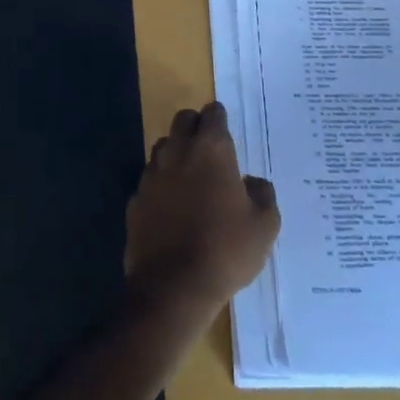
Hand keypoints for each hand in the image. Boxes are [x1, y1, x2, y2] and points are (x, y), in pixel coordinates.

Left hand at [127, 102, 280, 317]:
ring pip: (163, 147)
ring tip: (190, 177)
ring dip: (176, 153)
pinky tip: (171, 207)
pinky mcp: (135, 198)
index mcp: (211, 150)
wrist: (173, 286)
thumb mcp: (264, 225)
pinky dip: (161, 185)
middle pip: (183, 120)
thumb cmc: (226, 250)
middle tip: (209, 148)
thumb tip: (252, 182)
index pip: (213, 114)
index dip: (219, 119)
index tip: (225, 131)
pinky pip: (149, 180)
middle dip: (195, 126)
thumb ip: (262, 194)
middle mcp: (178, 152)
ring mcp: (152, 174)